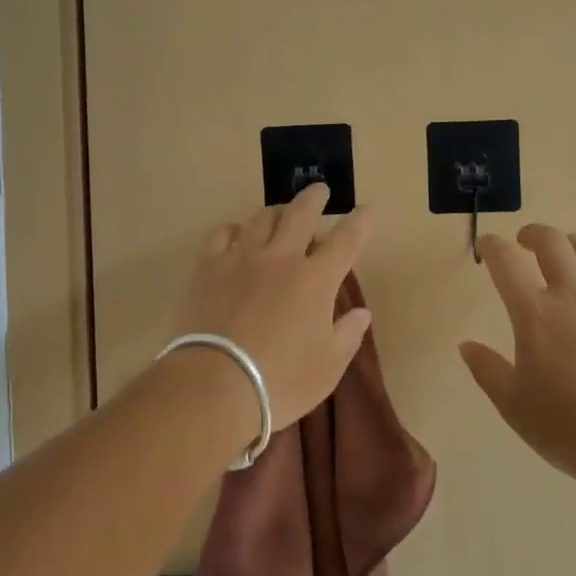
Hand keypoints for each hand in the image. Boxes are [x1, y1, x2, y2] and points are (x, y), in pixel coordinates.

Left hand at [174, 184, 372, 430]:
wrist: (214, 386)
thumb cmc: (280, 382)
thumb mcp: (327, 368)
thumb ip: (347, 335)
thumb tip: (361, 312)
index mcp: (315, 280)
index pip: (346, 240)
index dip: (359, 221)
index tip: (366, 209)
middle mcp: (281, 258)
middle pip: (300, 213)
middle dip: (314, 198)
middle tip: (320, 190)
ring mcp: (241, 258)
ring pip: (262, 218)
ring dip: (276, 211)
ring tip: (280, 213)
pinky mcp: (208, 267)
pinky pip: (222, 234)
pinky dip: (234, 229)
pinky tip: (237, 234)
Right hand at [462, 225, 575, 483]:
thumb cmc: (568, 428)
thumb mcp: (513, 406)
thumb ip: (487, 370)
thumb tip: (466, 345)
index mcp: (534, 314)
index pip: (505, 261)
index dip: (491, 246)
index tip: (486, 248)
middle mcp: (572, 294)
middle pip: (550, 241)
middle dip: (532, 234)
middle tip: (524, 243)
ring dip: (569, 246)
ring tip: (565, 256)